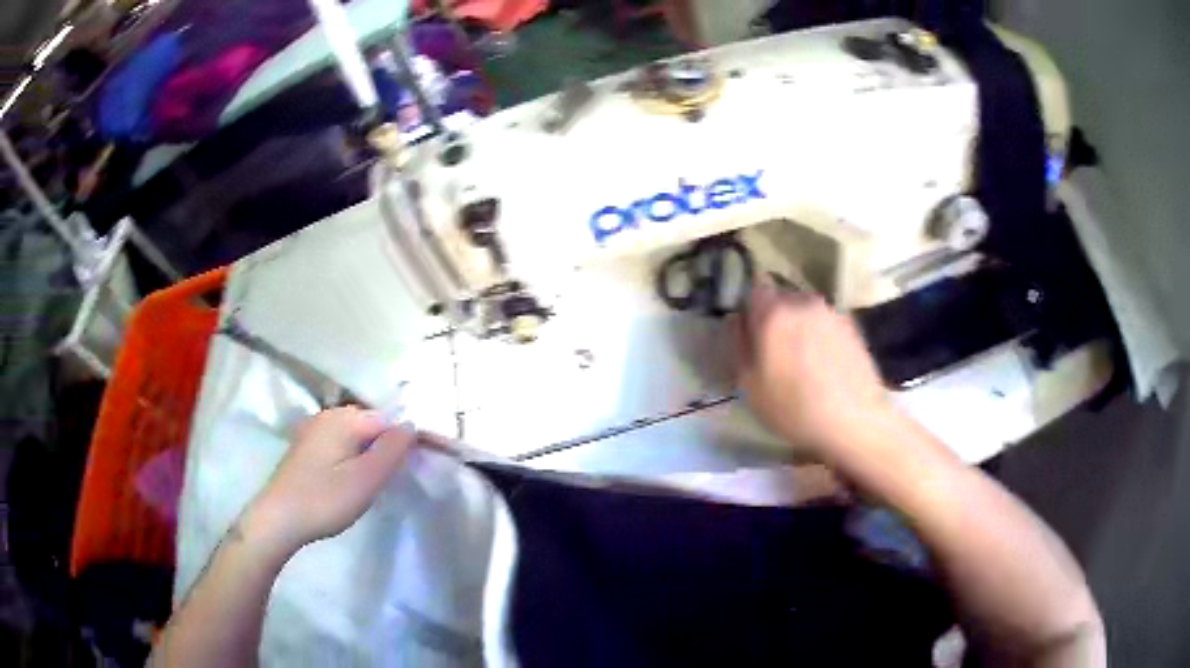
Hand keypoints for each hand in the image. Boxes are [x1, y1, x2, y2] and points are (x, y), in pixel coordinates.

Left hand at [248, 407, 414, 551]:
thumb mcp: (366, 479)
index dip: (402, 443)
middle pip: (370, 425)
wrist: (277, 519)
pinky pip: (338, 443)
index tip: (407, 471)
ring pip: (354, 436)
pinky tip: (346, 482)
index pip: (388, 420)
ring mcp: (313, 429)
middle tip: (387, 482)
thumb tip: (411, 425)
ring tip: (369, 485)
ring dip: (367, 455)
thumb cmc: (324, 500)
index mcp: (344, 418)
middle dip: (384, 448)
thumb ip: (392, 450)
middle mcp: (327, 415)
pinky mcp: (305, 446)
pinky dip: (350, 458)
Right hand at [734, 278, 891, 457]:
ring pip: (805, 310)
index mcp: (773, 313)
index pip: (753, 291)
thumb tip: (738, 321)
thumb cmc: (794, 408)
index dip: (749, 312)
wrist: (855, 419)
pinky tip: (824, 365)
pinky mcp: (852, 325)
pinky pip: (825, 322)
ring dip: (799, 326)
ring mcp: (831, 311)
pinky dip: (820, 335)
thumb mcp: (749, 386)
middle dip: (774, 317)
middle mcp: (802, 302)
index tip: (751, 337)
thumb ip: (739, 345)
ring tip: (803, 360)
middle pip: (781, 298)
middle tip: (774, 351)